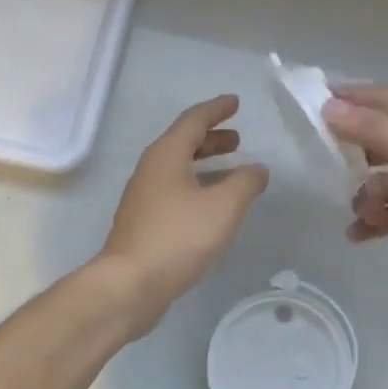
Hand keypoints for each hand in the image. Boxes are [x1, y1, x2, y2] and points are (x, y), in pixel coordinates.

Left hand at [98, 95, 269, 333]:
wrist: (130, 284)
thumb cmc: (178, 237)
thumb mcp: (223, 207)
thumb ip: (245, 183)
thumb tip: (257, 169)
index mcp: (166, 155)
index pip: (193, 120)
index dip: (216, 110)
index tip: (235, 103)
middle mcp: (151, 170)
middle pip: (183, 143)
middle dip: (212, 138)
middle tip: (238, 139)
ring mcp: (144, 197)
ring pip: (179, 168)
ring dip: (206, 163)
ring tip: (233, 169)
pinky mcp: (144, 222)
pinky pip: (175, 190)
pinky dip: (198, 185)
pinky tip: (213, 205)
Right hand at [324, 84, 387, 318]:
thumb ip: (377, 130)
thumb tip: (329, 108)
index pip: (385, 100)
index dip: (352, 97)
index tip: (312, 101)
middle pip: (379, 142)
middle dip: (351, 150)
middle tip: (316, 160)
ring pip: (381, 183)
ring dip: (364, 195)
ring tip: (357, 211)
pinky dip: (373, 223)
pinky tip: (356, 234)